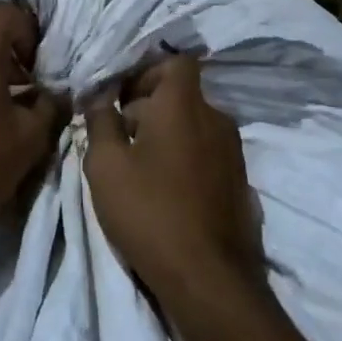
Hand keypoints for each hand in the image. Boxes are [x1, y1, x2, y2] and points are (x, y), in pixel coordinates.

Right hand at [84, 56, 261, 302]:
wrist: (209, 279)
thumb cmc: (150, 211)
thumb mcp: (106, 165)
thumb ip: (100, 121)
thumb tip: (100, 96)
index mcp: (185, 104)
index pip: (176, 61)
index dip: (148, 72)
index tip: (123, 98)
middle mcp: (216, 117)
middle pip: (183, 94)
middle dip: (151, 107)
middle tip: (121, 137)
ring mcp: (234, 150)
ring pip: (196, 124)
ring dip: (169, 134)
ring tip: (141, 168)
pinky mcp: (241, 181)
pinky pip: (208, 153)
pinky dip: (188, 159)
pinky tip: (169, 192)